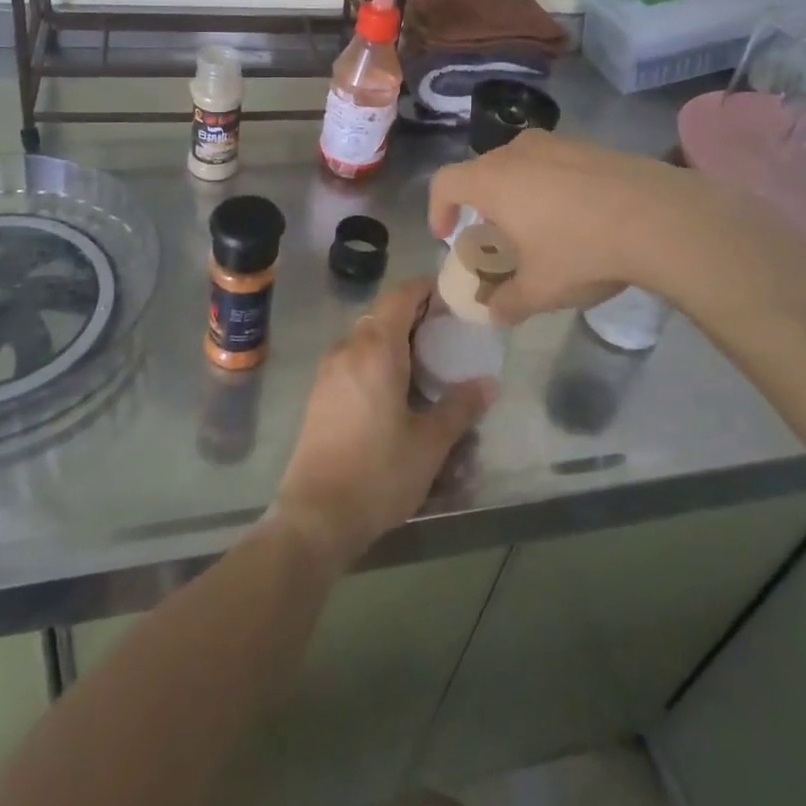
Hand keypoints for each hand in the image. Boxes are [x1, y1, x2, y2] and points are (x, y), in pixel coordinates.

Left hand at [274, 279, 495, 572]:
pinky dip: (378, 361)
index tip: (453, 298)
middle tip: (449, 335)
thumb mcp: (430, 443)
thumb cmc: (378, 474)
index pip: (401, 295)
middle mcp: (348, 348)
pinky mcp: (320, 393)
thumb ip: (460, 406)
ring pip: (368, 338)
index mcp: (375, 349)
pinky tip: (398, 392)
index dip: (427, 289)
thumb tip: (489, 382)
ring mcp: (329, 371)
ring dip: (396, 341)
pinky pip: (354, 360)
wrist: (316, 516)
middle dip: (416, 317)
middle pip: (384, 314)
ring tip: (428, 365)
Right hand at [427, 129, 745, 324]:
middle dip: (480, 204)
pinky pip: (554, 162)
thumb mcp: (540, 289)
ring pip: (520, 164)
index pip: (444, 183)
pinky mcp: (591, 145)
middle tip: (496, 237)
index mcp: (492, 180)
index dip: (437, 209)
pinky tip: (578, 215)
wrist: (660, 217)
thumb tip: (492, 314)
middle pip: (482, 171)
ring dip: (517, 192)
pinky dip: (551, 184)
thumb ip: (507, 303)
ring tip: (538, 226)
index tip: (448, 236)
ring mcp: (557, 143)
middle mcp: (517, 152)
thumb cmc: (582, 250)